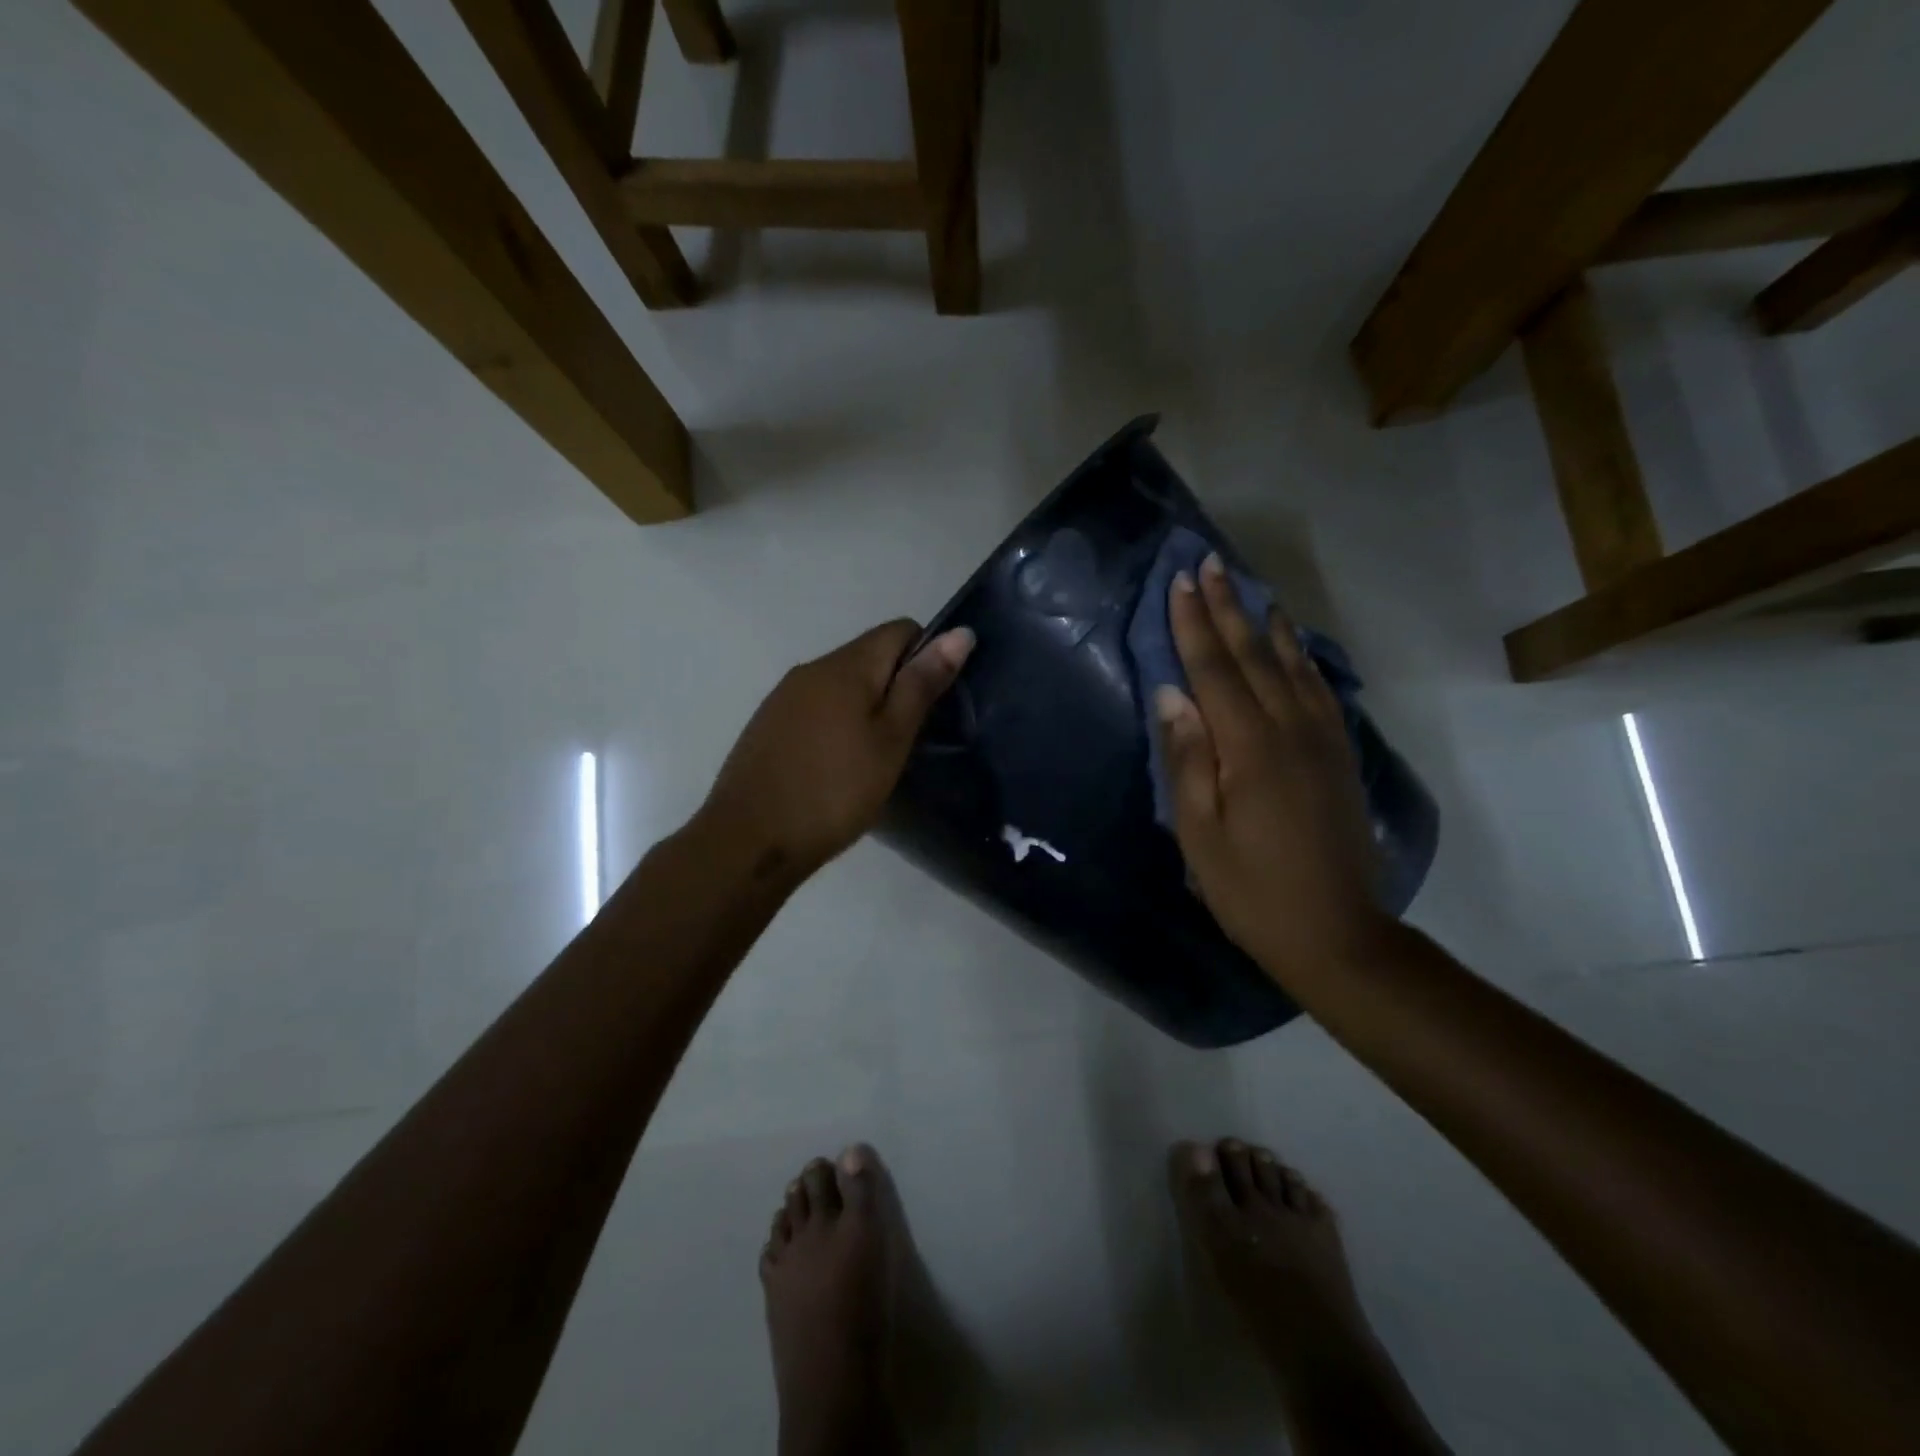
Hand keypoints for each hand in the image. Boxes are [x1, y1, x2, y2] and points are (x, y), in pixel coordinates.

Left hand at [698, 619, 974, 884]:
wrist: (749, 840)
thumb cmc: (834, 790)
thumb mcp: (891, 740)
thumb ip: (922, 685)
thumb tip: (959, 632)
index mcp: (845, 665)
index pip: (900, 630)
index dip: (928, 656)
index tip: (935, 704)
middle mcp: (811, 668)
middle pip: (870, 655)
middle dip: (898, 685)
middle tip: (912, 738)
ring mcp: (784, 696)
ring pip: (842, 684)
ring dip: (868, 707)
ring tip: (878, 757)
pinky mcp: (768, 725)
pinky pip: (817, 708)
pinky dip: (839, 724)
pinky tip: (839, 766)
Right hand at [1155, 553, 1385, 979]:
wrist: (1337, 934)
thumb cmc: (1251, 890)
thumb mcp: (1200, 834)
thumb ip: (1188, 759)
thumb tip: (1171, 694)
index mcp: (1250, 748)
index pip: (1214, 670)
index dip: (1194, 624)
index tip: (1180, 582)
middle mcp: (1291, 730)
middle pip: (1253, 656)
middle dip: (1229, 608)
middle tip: (1210, 563)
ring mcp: (1322, 740)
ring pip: (1291, 665)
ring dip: (1266, 624)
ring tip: (1251, 589)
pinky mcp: (1339, 756)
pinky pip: (1319, 690)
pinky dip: (1301, 659)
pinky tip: (1292, 646)